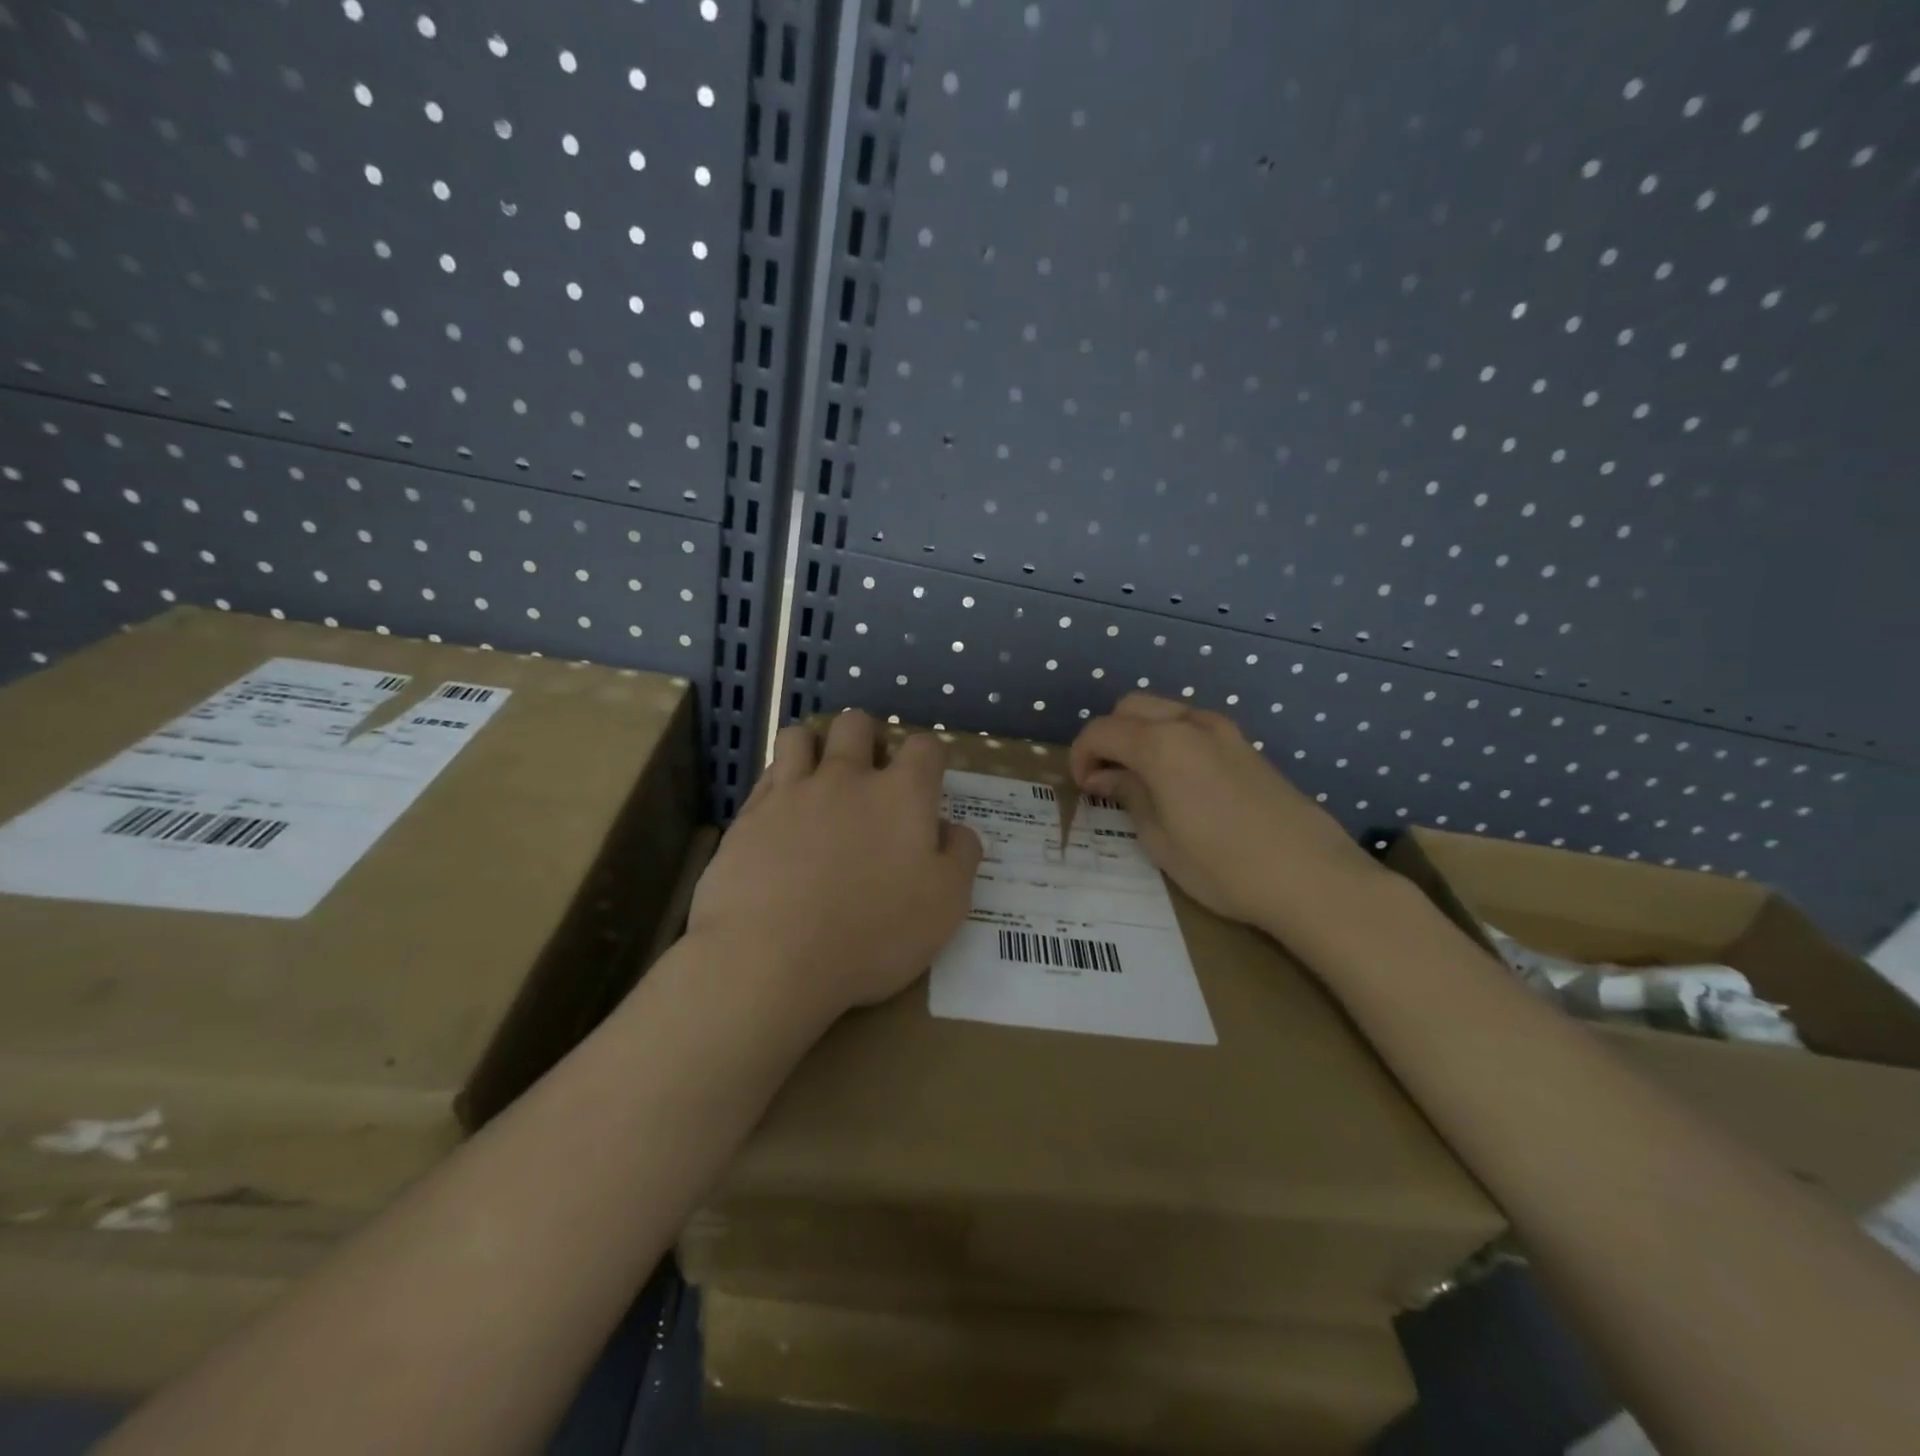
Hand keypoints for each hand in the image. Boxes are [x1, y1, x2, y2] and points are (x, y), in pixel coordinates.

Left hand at [688, 711, 982, 1025]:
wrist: (774, 961)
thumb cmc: (874, 936)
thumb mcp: (946, 905)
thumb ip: (960, 856)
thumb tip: (955, 829)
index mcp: (901, 796)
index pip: (924, 747)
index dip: (930, 757)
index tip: (927, 780)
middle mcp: (846, 779)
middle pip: (856, 725)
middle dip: (865, 738)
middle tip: (868, 776)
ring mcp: (792, 793)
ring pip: (800, 738)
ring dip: (813, 748)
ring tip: (817, 780)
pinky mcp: (750, 816)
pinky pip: (765, 777)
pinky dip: (778, 783)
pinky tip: (782, 812)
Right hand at [1069, 693, 1384, 938]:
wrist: (1310, 876)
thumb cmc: (1223, 866)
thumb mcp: (1159, 839)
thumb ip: (1129, 795)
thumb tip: (1107, 776)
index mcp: (1161, 745)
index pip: (1102, 730)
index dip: (1081, 755)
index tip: (1083, 787)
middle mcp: (1190, 724)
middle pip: (1131, 707)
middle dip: (1109, 736)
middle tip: (1106, 777)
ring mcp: (1224, 730)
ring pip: (1165, 711)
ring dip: (1141, 734)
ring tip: (1141, 779)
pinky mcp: (1247, 745)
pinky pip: (1194, 726)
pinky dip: (1171, 740)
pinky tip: (1179, 781)